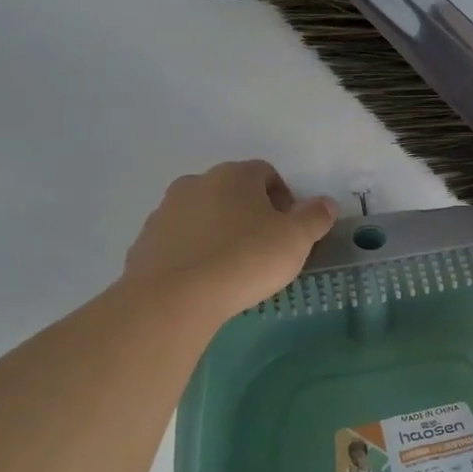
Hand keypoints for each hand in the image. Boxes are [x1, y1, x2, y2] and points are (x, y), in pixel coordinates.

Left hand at [121, 161, 336, 327]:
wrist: (173, 298)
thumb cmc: (244, 260)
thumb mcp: (295, 240)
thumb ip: (315, 217)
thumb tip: (326, 203)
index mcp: (234, 175)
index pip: (266, 173)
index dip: (284, 199)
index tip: (289, 230)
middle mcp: (197, 182)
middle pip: (233, 191)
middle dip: (250, 213)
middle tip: (265, 248)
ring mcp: (166, 210)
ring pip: (203, 214)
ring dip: (220, 231)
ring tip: (232, 267)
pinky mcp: (146, 241)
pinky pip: (179, 240)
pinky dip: (194, 252)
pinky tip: (204, 279)